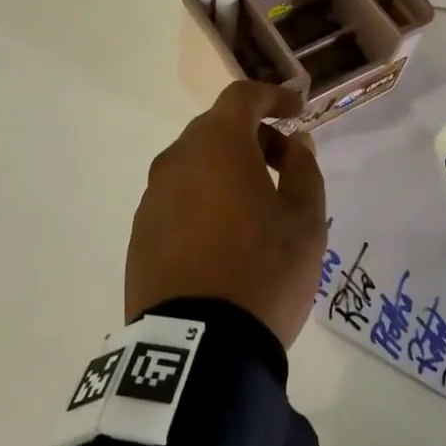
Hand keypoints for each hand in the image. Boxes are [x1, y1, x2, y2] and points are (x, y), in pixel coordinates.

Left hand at [127, 81, 327, 347]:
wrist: (197, 349)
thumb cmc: (263, 272)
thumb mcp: (305, 220)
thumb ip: (303, 169)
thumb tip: (294, 142)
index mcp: (217, 145)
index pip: (242, 97)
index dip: (272, 96)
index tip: (296, 109)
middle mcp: (177, 159)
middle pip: (216, 128)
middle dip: (253, 136)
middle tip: (284, 164)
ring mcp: (152, 196)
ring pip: (194, 163)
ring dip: (226, 168)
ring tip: (255, 206)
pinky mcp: (140, 233)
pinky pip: (177, 197)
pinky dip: (203, 198)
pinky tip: (223, 235)